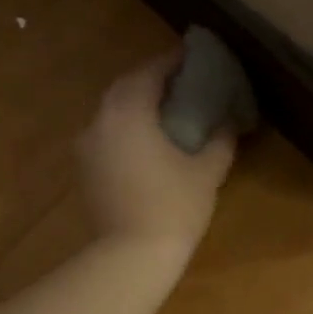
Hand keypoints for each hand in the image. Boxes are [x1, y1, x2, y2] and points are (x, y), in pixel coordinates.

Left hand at [78, 54, 235, 254]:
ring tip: (164, 110)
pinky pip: (105, 133)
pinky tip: (145, 140)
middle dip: (152, 80)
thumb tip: (228, 122)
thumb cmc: (173, 207)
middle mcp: (101, 120)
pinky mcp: (83, 168)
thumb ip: (220, 139)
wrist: (130, 256)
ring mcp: (87, 145)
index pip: (151, 72)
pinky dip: (124, 126)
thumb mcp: (207, 171)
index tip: (193, 57)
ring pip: (112, 110)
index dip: (173, 62)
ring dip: (136, 103)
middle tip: (181, 82)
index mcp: (129, 112)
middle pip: (126, 86)